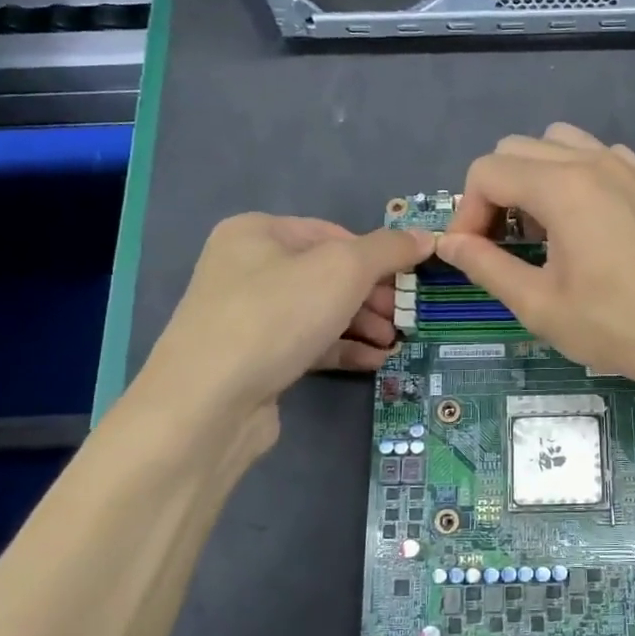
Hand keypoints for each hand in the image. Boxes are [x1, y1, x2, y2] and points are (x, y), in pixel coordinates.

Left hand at [129, 213, 432, 440]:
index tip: (407, 280)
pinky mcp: (254, 358)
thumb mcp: (343, 270)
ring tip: (393, 343)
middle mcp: (247, 268)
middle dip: (372, 296)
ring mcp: (248, 316)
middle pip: (328, 274)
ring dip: (363, 325)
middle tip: (403, 317)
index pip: (332, 233)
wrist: (209, 402)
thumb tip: (425, 237)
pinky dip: (342, 348)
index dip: (375, 255)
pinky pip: (308, 344)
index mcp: (257, 232)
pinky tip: (374, 361)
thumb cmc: (277, 315)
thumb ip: (388, 250)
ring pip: (320, 311)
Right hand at [437, 124, 634, 404]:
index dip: (467, 212)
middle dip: (497, 192)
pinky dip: (577, 179)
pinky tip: (590, 228)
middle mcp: (596, 161)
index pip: (488, 171)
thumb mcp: (541, 306)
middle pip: (519, 149)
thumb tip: (448, 244)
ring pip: (561, 144)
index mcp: (563, 187)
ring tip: (545, 231)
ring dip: (536, 178)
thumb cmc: (620, 327)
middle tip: (503, 245)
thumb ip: (486, 266)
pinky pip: (601, 158)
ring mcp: (632, 167)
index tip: (473, 254)